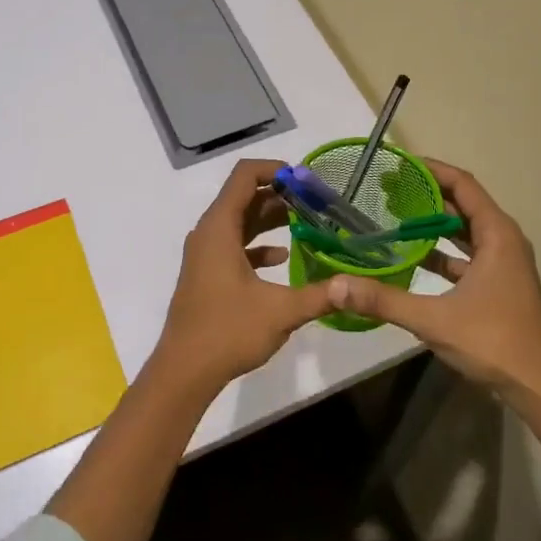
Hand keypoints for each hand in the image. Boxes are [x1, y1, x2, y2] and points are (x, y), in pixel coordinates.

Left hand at [151, 159, 331, 397]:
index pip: (245, 175)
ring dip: (270, 218)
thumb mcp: (281, 312)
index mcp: (220, 227)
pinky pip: (234, 245)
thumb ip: (321, 295)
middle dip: (280, 195)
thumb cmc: (228, 331)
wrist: (184, 371)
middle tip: (316, 203)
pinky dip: (258, 244)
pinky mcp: (207, 273)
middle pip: (244, 196)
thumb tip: (356, 286)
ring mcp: (205, 254)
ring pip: (240, 221)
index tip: (306, 181)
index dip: (275, 169)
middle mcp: (208, 232)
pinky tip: (284, 258)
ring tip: (307, 223)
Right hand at [323, 158, 540, 412]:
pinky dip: (440, 251)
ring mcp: (502, 264)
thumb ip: (384, 300)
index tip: (397, 164)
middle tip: (385, 189)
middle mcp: (503, 241)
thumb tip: (336, 286)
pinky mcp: (497, 285)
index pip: (462, 184)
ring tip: (392, 216)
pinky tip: (410, 258)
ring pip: (464, 231)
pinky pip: (465, 256)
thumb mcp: (434, 320)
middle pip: (463, 203)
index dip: (430, 169)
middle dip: (426, 193)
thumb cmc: (495, 342)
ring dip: (432, 223)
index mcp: (497, 234)